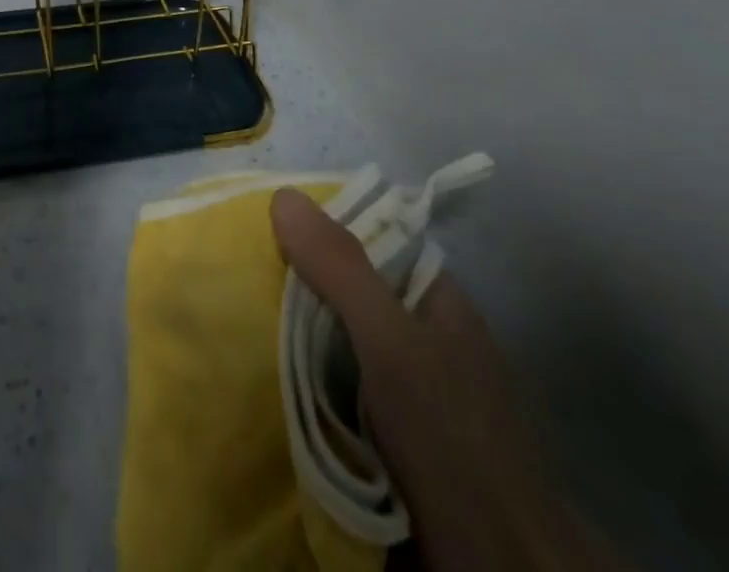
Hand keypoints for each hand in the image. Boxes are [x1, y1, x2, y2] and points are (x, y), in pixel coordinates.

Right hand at [271, 190, 623, 570]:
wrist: (496, 568)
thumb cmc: (448, 433)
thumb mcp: (390, 340)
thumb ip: (340, 268)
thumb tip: (283, 194)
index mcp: (431, 296)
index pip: (369, 237)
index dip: (318, 227)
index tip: (262, 224)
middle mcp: (416, 333)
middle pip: (345, 291)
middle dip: (295, 286)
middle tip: (236, 273)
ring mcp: (400, 389)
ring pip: (332, 342)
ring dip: (290, 339)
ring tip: (232, 315)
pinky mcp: (381, 438)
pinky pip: (328, 392)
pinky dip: (298, 386)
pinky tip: (258, 375)